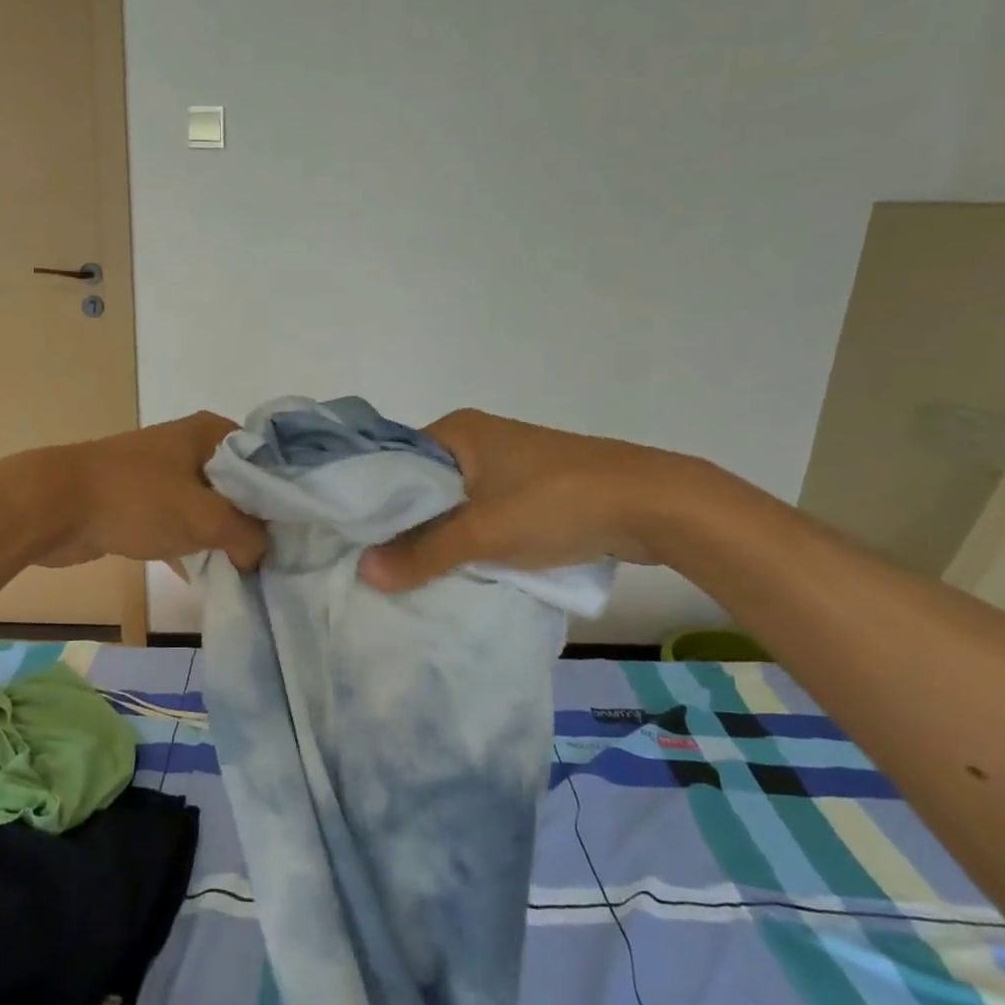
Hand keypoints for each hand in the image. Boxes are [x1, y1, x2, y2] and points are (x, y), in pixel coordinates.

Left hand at [30, 412, 268, 571]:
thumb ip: (247, 536)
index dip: (284, 494)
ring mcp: (164, 473)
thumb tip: (262, 556)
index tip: (299, 530)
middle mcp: (190, 446)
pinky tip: (210, 575)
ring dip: (225, 536)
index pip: (267, 459)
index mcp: (211, 433)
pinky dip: (195, 544)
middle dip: (255, 521)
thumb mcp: (204, 518)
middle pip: (240, 486)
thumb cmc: (136, 500)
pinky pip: (182, 522)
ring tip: (250, 569)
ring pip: (210, 506)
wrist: (55, 507)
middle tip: (278, 556)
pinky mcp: (143, 500)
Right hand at [358, 409, 699, 591]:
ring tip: (411, 572)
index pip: (394, 462)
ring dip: (441, 535)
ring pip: (456, 503)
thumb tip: (365, 573)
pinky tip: (460, 567)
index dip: (371, 501)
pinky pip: (485, 513)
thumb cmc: (556, 504)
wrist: (652, 505)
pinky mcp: (533, 488)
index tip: (352, 540)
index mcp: (458, 430)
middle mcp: (479, 439)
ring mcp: (509, 463)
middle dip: (405, 525)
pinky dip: (472, 538)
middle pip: (424, 486)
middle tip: (377, 564)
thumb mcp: (482, 533)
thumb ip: (422, 554)